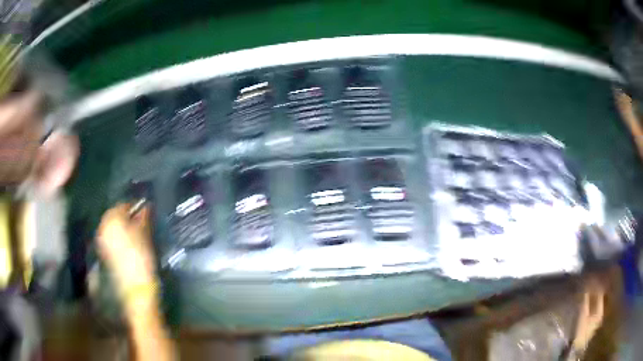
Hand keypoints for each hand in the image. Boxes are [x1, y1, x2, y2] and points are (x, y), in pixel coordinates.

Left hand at [97, 204, 156, 298]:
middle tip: (140, 222)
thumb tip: (146, 205)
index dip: (135, 206)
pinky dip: (118, 238)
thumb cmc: (141, 256)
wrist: (134, 287)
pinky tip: (128, 245)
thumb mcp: (145, 234)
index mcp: (111, 217)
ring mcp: (101, 240)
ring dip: (122, 228)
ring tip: (135, 235)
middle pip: (115, 216)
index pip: (123, 204)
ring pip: (112, 228)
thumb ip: (144, 217)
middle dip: (126, 218)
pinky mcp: (103, 253)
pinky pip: (110, 239)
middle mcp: (102, 226)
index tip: (145, 211)